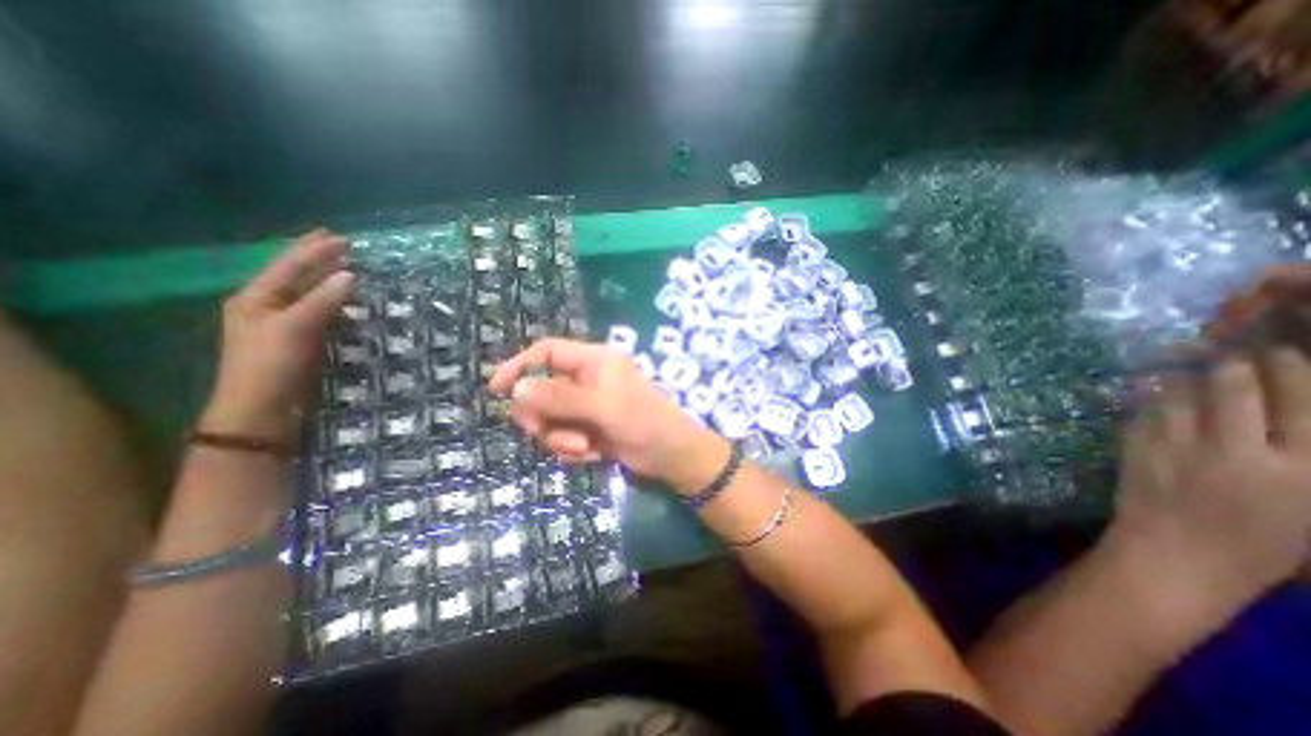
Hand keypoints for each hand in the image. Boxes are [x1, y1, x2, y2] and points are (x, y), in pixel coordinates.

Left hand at [200, 228, 355, 439]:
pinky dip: (335, 302)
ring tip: (347, 267)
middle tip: (341, 244)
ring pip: (308, 294)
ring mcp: (284, 325)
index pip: (288, 266)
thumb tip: (350, 275)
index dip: (313, 250)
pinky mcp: (302, 341)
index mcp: (255, 298)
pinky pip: (321, 312)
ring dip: (327, 279)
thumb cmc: (272, 365)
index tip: (340, 237)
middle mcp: (267, 307)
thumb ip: (322, 300)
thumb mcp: (295, 328)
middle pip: (295, 276)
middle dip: (317, 259)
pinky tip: (348, 300)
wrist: (264, 409)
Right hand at [487, 340, 727, 487]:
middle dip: (542, 416)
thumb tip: (516, 390)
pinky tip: (592, 456)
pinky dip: (571, 449)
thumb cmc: (644, 422)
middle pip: (541, 390)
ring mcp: (586, 406)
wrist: (671, 456)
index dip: (519, 366)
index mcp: (592, 361)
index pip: (546, 352)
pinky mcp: (587, 429)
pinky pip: (562, 437)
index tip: (496, 389)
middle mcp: (586, 380)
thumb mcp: (602, 407)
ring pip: (549, 418)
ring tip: (583, 447)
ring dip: (559, 437)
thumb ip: (560, 397)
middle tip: (546, 432)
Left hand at [1110, 351, 1310, 607]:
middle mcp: (1238, 451)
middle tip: (1235, 354)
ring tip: (1197, 369)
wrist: (1172, 555)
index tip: (1282, 353)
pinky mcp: (1135, 446)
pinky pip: (1147, 410)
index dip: (1292, 370)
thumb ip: (1303, 458)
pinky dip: (1156, 397)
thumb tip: (1289, 415)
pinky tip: (1162, 392)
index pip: (1305, 405)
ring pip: (1182, 393)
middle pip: (1236, 388)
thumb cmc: (1255, 544)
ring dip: (1189, 377)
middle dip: (1236, 364)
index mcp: (1304, 471)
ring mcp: (1177, 445)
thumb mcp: (1308, 506)